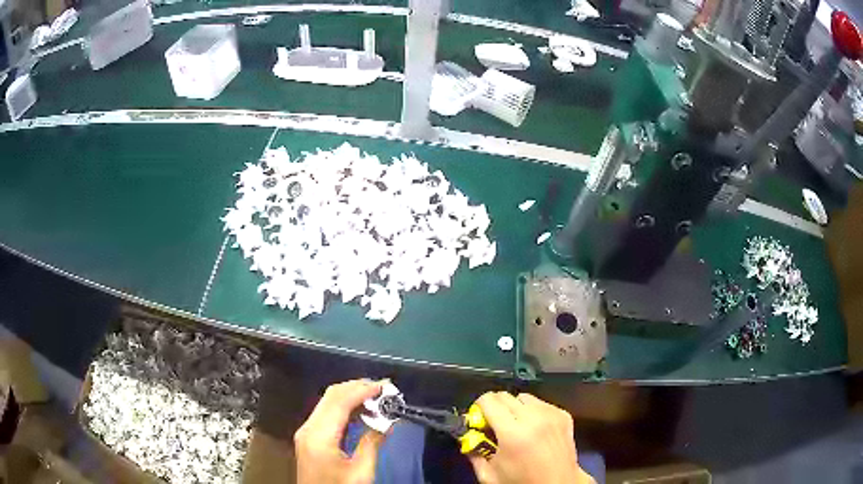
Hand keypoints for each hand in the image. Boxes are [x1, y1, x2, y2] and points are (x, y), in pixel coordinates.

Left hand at [294, 379, 386, 483]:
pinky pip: (327, 413)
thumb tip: (387, 421)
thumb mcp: (361, 472)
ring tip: (377, 397)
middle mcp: (308, 428)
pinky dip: (345, 407)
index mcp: (318, 435)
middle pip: (331, 396)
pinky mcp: (309, 438)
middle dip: (358, 387)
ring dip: (352, 395)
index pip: (339, 401)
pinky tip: (362, 411)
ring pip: (328, 402)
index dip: (363, 389)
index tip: (386, 386)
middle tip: (384, 389)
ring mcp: (306, 432)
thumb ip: (372, 444)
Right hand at [469, 392, 594, 483]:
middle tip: (494, 423)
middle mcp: (533, 418)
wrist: (559, 483)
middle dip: (495, 407)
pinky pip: (541, 403)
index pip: (489, 401)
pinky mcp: (564, 414)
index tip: (479, 419)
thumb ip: (473, 453)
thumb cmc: (521, 481)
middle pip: (505, 395)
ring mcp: (552, 414)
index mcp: (513, 433)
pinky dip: (533, 411)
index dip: (479, 407)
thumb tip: (466, 436)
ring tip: (516, 425)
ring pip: (524, 397)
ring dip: (515, 407)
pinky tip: (534, 428)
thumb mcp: (489, 475)